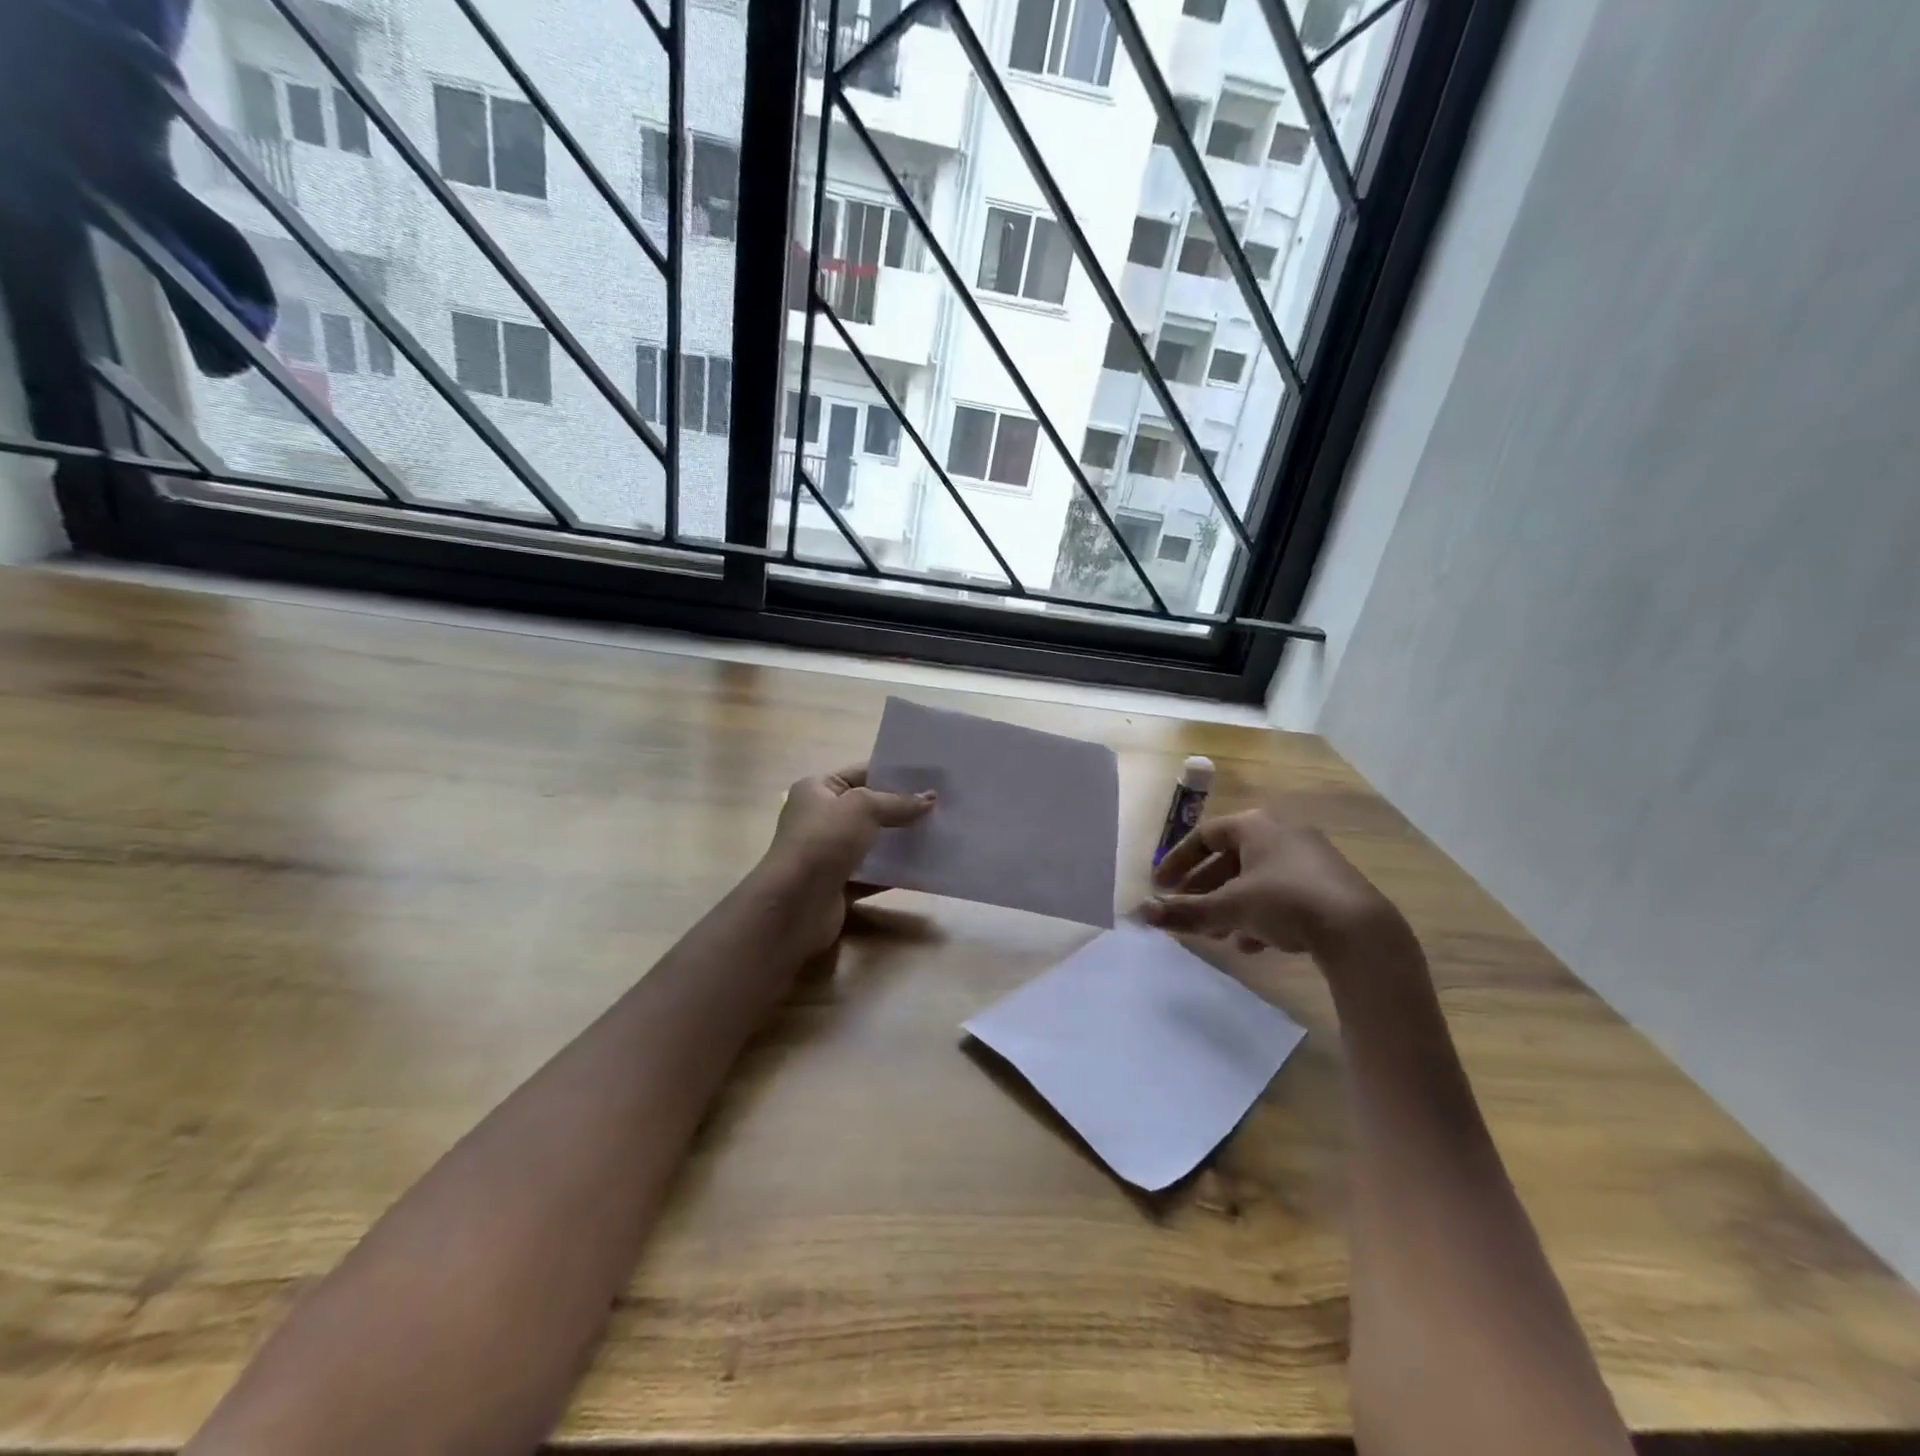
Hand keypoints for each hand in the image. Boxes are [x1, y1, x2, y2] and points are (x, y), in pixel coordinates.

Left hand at [760, 764, 934, 954]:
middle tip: (941, 806)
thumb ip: (898, 802)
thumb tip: (930, 798)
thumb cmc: (824, 841)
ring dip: (900, 842)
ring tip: (938, 834)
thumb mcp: (863, 808)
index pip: (861, 774)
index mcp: (817, 790)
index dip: (893, 774)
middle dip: (901, 809)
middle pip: (868, 810)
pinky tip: (924, 868)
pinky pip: (873, 875)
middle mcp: (820, 819)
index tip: (929, 778)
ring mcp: (828, 855)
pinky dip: (894, 872)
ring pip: (872, 843)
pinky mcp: (838, 886)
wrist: (795, 904)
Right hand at [1143, 807, 1402, 959]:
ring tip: (1216, 933)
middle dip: (1204, 888)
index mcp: (1255, 826)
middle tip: (1185, 910)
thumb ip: (1183, 911)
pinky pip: (1281, 893)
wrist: (1360, 930)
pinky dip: (1260, 914)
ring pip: (1255, 879)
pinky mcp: (1328, 885)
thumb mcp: (1229, 908)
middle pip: (1230, 858)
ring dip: (1230, 905)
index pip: (1204, 835)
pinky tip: (1252, 945)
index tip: (1161, 886)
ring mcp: (1309, 858)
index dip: (1177, 861)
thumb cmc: (1285, 902)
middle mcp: (1281, 833)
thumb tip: (1138, 914)